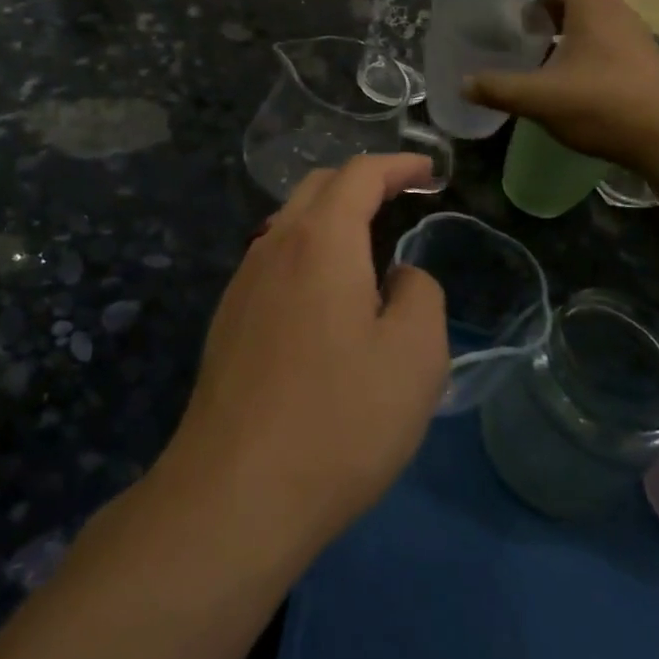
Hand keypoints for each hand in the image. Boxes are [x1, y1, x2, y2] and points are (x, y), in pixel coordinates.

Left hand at [161, 155, 447, 556]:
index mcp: (321, 239)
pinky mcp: (228, 319)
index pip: (361, 174)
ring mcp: (243, 281)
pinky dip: (308, 251)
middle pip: (319, 187)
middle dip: (363, 182)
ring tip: (368, 244)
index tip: (430, 172)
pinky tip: (325, 294)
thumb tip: (397, 277)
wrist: (236, 493)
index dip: (399, 165)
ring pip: (290, 223)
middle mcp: (274, 245)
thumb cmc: (340, 419)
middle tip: (402, 198)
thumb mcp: (415, 356)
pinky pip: (274, 260)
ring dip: (332, 217)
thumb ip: (419, 294)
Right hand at [465, 0, 658, 166]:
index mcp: (591, 7)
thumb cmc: (601, 104)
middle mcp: (616, 11)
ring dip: (573, 13)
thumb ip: (499, 88)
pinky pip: (610, 31)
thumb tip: (463, 84)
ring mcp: (635, 34)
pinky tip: (573, 61)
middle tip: (529, 6)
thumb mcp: (540, 97)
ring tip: (547, 33)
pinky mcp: (644, 58)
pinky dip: (587, 33)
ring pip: (599, 10)